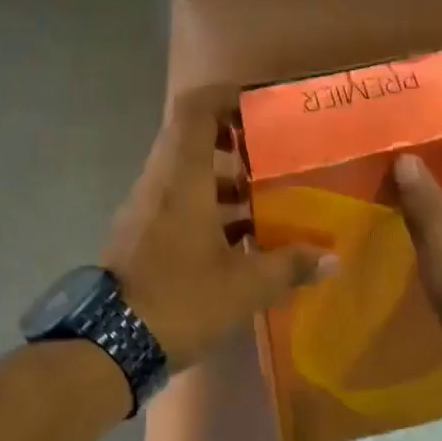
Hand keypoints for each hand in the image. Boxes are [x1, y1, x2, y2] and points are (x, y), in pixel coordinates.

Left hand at [104, 85, 336, 369]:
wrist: (110, 345)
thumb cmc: (180, 300)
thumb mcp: (244, 286)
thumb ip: (289, 266)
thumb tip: (331, 259)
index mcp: (181, 177)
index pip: (195, 110)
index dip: (226, 95)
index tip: (261, 103)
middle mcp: (160, 181)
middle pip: (192, 137)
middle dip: (234, 139)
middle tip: (272, 152)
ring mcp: (146, 207)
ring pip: (187, 173)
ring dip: (225, 179)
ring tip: (266, 198)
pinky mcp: (142, 232)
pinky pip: (178, 201)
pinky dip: (210, 206)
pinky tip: (242, 239)